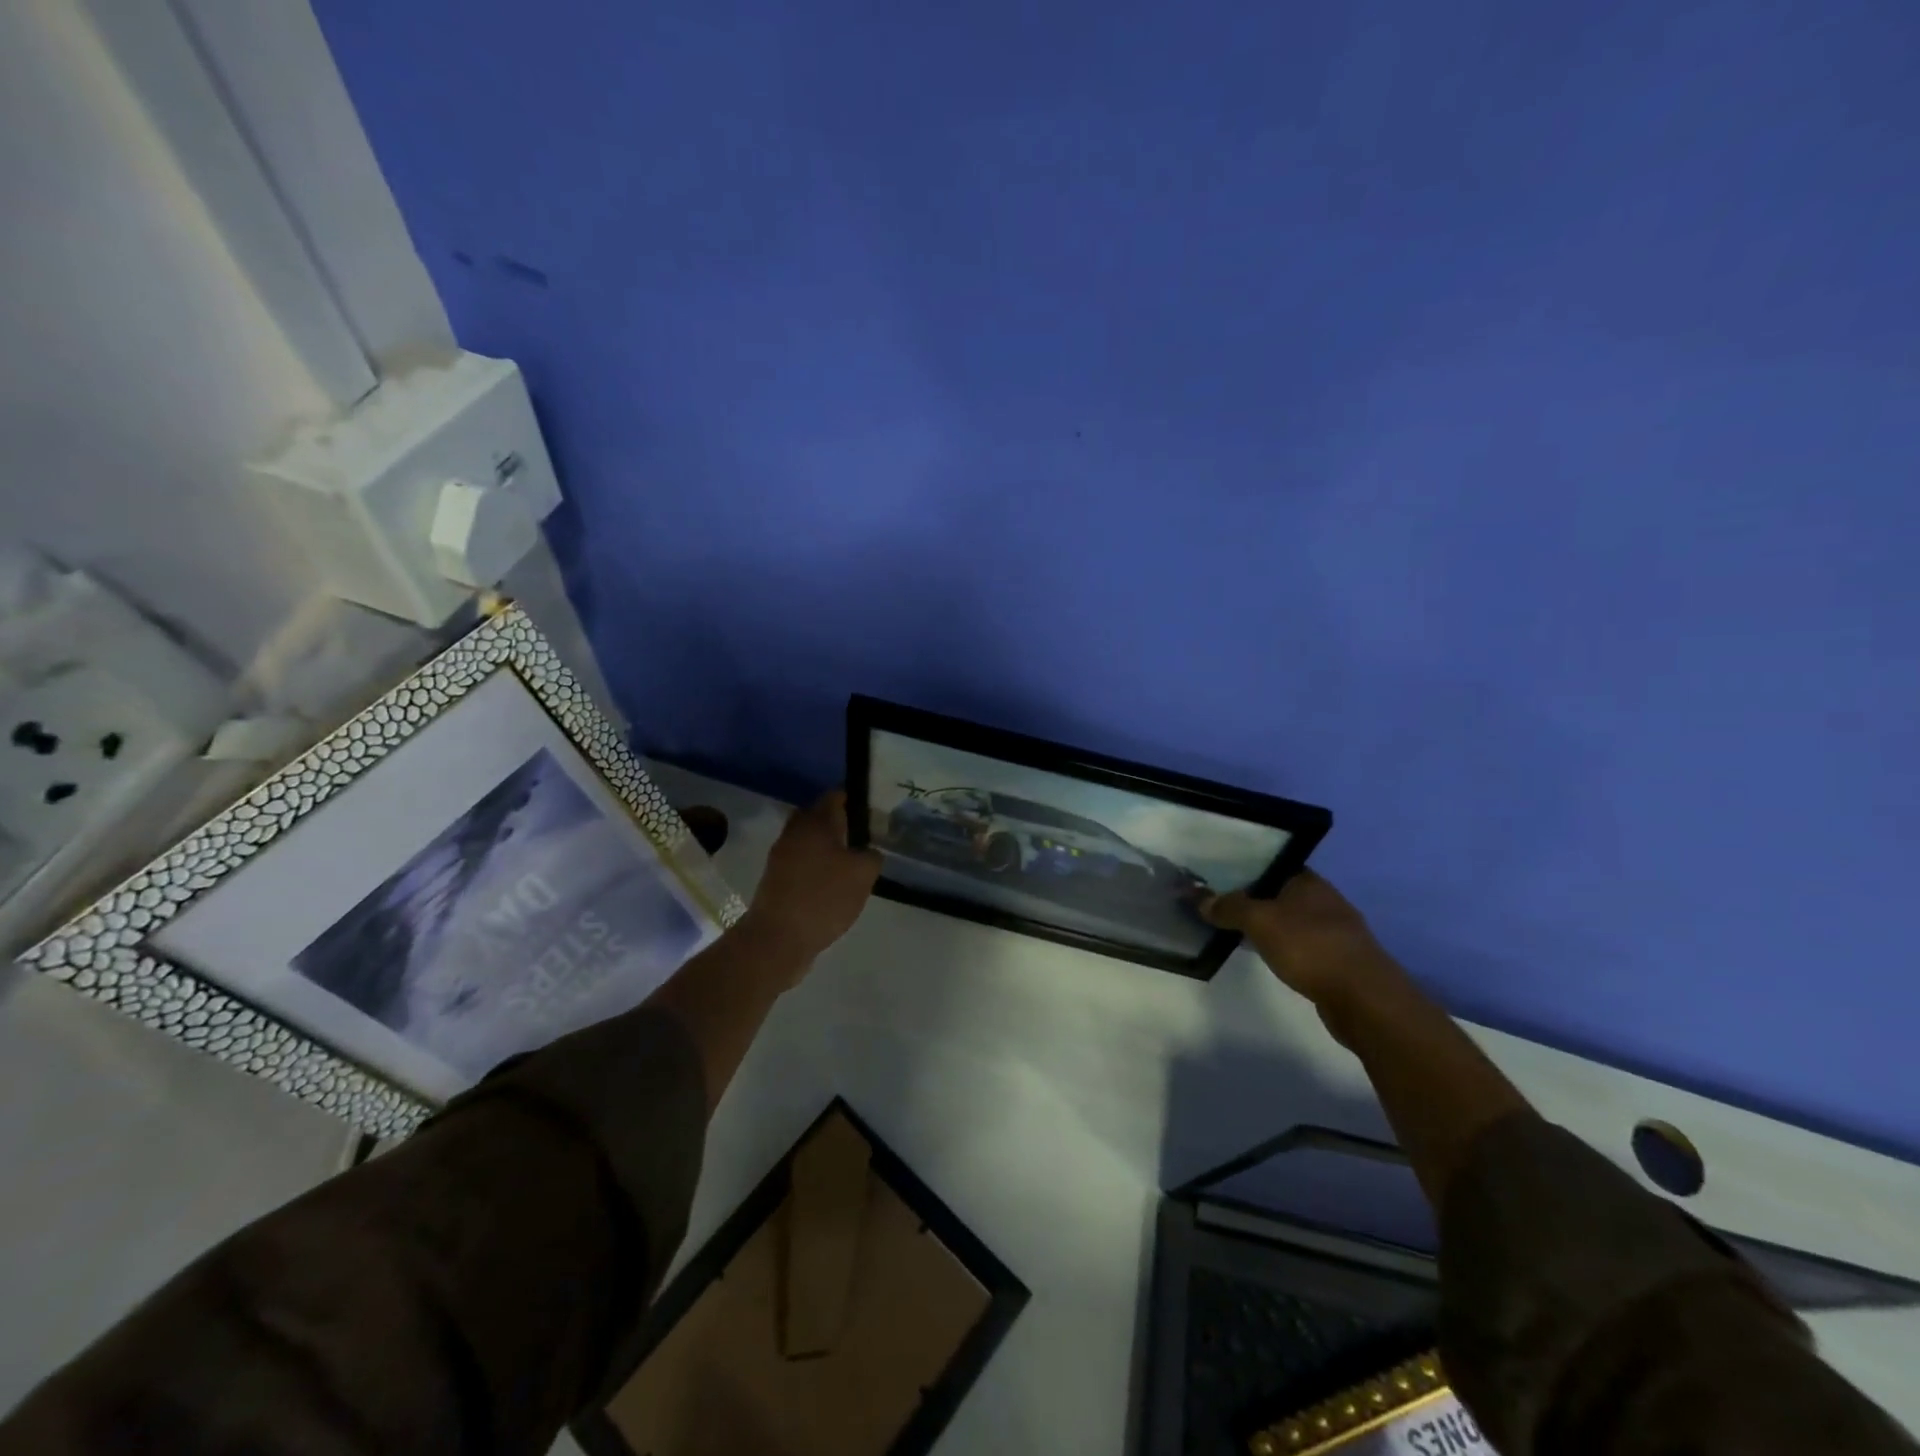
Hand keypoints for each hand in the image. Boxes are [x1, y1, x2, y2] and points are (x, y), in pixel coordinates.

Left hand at [739, 791, 880, 971]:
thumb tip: (868, 851)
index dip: (856, 797)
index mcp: (815, 822)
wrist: (777, 938)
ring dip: (829, 847)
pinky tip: (835, 883)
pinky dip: (818, 866)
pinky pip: (803, 862)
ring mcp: (782, 856)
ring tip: (854, 861)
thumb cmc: (823, 897)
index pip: (836, 795)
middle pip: (820, 817)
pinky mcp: (777, 879)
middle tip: (866, 835)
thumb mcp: (863, 874)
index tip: (874, 807)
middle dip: (841, 822)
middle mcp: (795, 832)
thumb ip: (872, 855)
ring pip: (810, 841)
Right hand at [1202, 871, 1405, 1010]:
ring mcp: (1334, 932)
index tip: (1218, 876)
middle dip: (1252, 898)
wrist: (1363, 998)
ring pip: (1290, 921)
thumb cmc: (1310, 946)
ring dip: (1267, 925)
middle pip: (1280, 893)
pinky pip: (1300, 946)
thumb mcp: (1260, 920)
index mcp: (1309, 881)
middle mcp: (1324, 901)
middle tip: (1218, 903)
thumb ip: (1229, 907)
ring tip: (1234, 930)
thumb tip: (1199, 897)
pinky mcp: (1337, 961)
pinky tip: (1265, 956)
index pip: (1272, 865)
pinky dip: (1282, 948)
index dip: (1245, 869)